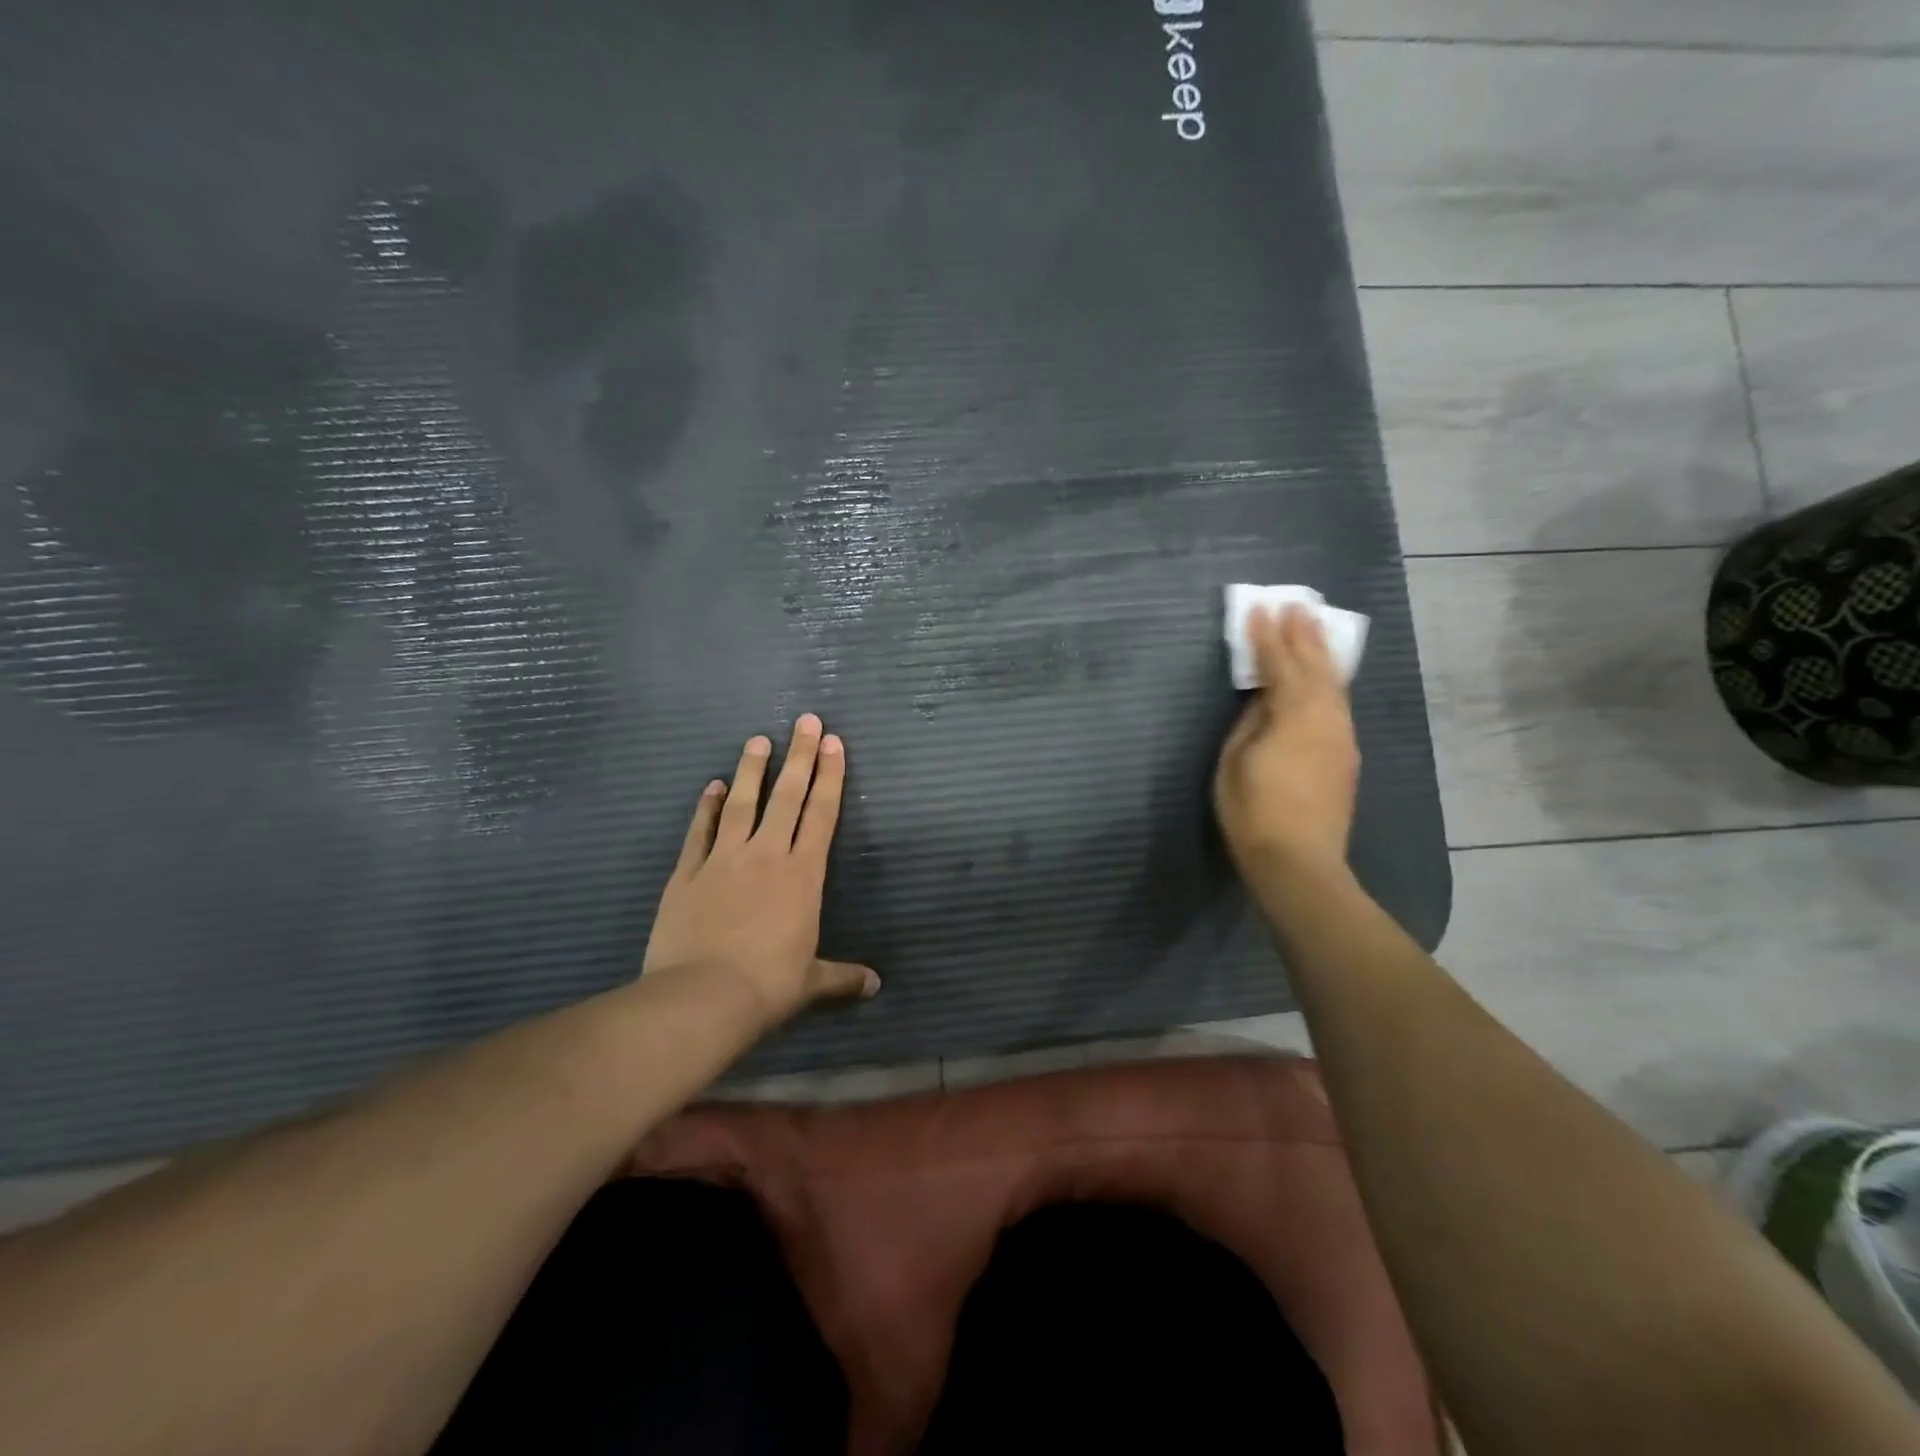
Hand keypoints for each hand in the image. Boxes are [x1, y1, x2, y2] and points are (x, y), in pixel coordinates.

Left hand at [643, 714, 877, 1028]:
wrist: (702, 998)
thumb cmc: (768, 986)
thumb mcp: (811, 982)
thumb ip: (842, 976)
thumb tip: (875, 985)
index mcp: (802, 875)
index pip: (821, 815)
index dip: (830, 777)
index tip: (834, 743)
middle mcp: (766, 856)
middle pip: (787, 797)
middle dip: (800, 756)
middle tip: (806, 721)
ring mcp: (723, 860)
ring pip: (741, 804)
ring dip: (751, 770)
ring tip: (758, 739)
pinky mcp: (687, 874)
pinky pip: (699, 832)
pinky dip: (706, 807)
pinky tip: (710, 786)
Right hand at [1214, 606, 1360, 882]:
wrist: (1299, 863)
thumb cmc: (1254, 812)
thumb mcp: (1234, 763)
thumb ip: (1250, 723)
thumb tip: (1263, 702)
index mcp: (1293, 716)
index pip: (1279, 665)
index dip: (1267, 636)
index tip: (1260, 608)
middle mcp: (1325, 719)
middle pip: (1315, 667)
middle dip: (1304, 634)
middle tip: (1297, 604)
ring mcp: (1341, 737)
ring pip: (1334, 684)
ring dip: (1321, 653)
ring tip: (1313, 628)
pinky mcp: (1346, 756)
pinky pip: (1338, 704)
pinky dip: (1328, 681)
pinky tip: (1324, 677)